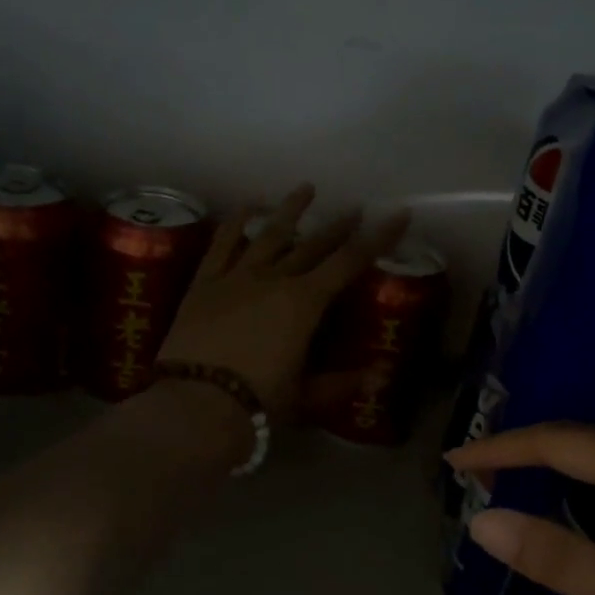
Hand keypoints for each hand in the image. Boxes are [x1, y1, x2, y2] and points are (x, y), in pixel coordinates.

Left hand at [159, 184, 408, 418]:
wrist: (196, 405)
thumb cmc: (259, 402)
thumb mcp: (306, 397)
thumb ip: (339, 383)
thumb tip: (375, 376)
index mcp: (305, 303)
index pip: (350, 262)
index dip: (378, 237)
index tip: (398, 214)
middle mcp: (275, 279)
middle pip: (312, 245)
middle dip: (338, 226)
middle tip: (355, 208)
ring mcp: (236, 277)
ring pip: (268, 234)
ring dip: (290, 211)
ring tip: (306, 189)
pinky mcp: (204, 284)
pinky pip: (222, 245)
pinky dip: (236, 223)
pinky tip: (247, 207)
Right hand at [446, 424, 594, 594]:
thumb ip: (568, 562)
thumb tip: (484, 523)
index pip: (562, 443)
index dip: (503, 449)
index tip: (453, 463)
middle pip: (589, 441)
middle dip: (527, 452)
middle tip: (476, 475)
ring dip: (562, 467)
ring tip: (517, 484)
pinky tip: (594, 509)